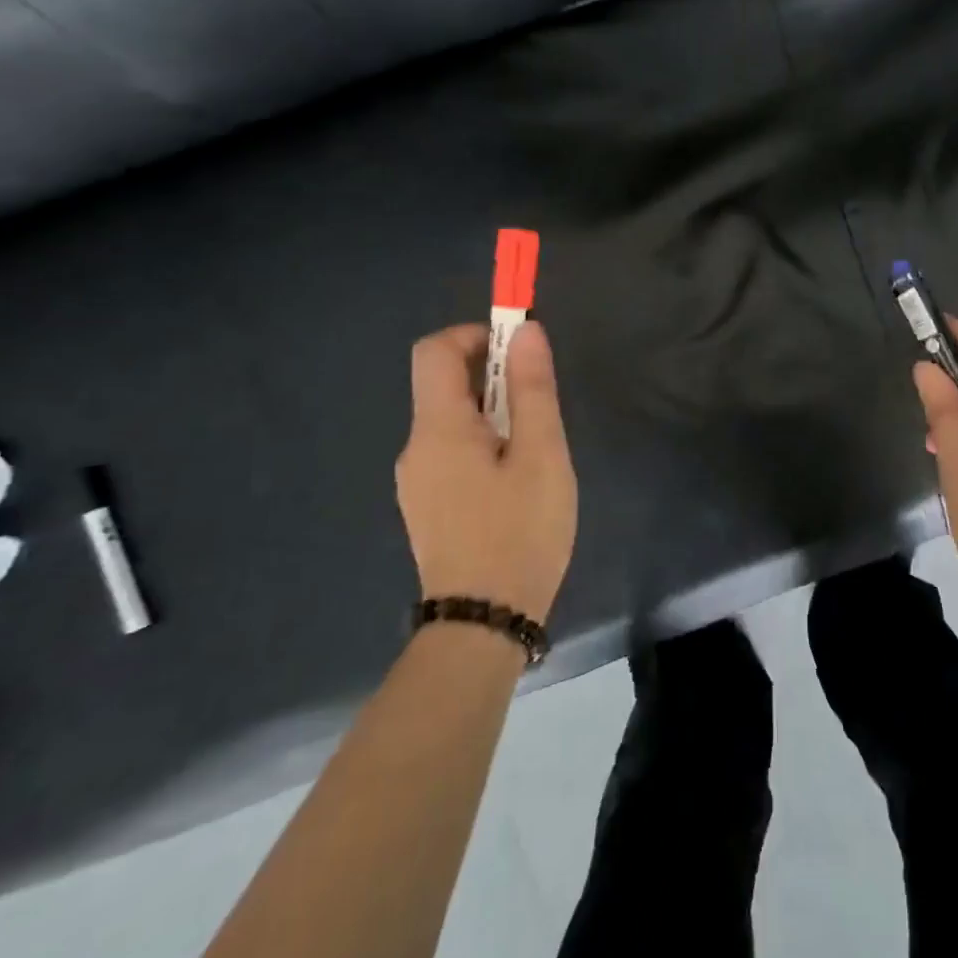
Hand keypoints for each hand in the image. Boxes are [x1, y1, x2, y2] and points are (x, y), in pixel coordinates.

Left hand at [395, 321, 576, 621]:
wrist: (483, 624)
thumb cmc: (520, 532)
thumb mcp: (541, 454)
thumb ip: (532, 390)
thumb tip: (526, 333)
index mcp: (438, 428)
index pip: (435, 350)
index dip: (475, 335)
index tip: (519, 351)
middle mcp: (416, 447)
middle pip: (444, 385)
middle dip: (493, 378)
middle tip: (540, 408)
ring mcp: (417, 481)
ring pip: (452, 422)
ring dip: (493, 414)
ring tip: (535, 452)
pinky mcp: (428, 506)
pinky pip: (452, 453)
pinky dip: (483, 444)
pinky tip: (516, 483)